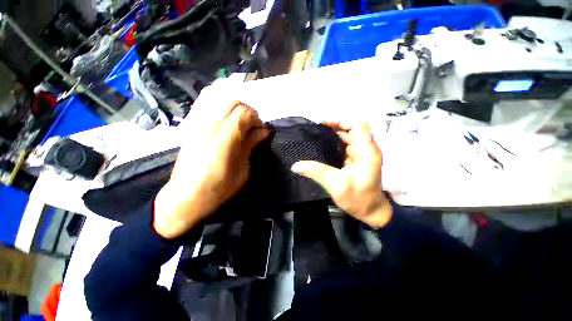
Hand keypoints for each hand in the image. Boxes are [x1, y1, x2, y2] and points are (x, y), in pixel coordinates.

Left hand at [153, 99, 269, 238]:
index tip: (260, 130)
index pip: (244, 112)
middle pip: (232, 100)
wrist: (184, 194)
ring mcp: (197, 121)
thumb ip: (250, 146)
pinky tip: (219, 110)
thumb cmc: (215, 189)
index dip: (256, 118)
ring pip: (216, 95)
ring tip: (234, 116)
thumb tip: (262, 132)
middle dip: (245, 109)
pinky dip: (214, 98)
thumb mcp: (240, 172)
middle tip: (249, 124)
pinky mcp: (189, 124)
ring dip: (230, 102)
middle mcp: (209, 123)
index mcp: (224, 137)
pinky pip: (201, 101)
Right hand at [291, 121, 391, 228]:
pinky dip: (339, 144)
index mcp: (368, 151)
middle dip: (336, 126)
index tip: (323, 124)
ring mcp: (366, 155)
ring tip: (318, 136)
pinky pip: (350, 146)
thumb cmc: (359, 199)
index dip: (340, 120)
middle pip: (354, 129)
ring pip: (352, 137)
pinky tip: (326, 147)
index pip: (357, 125)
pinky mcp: (362, 161)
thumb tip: (295, 165)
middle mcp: (369, 149)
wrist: (372, 212)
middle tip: (317, 129)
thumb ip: (317, 172)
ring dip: (337, 135)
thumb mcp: (336, 185)